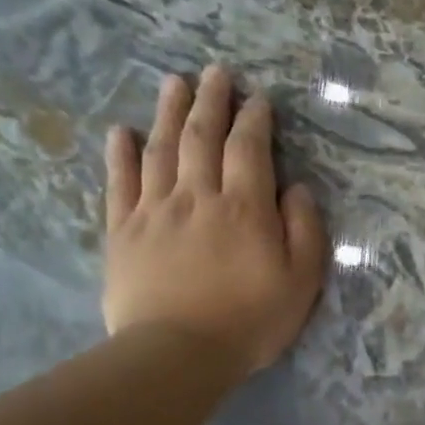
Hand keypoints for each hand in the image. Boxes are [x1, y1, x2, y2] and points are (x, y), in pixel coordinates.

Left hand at [103, 65, 327, 381]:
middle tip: (216, 72)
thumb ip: (304, 231)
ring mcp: (155, 210)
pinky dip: (121, 153)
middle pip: (202, 137)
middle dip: (211, 100)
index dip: (254, 120)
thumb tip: (297, 190)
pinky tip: (122, 131)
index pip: (248, 150)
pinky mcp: (123, 231)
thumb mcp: (301, 282)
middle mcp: (197, 196)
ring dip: (169, 112)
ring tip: (174, 82)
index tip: (259, 99)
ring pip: (161, 149)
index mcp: (244, 208)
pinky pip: (120, 182)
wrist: (178, 352)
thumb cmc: (251, 321)